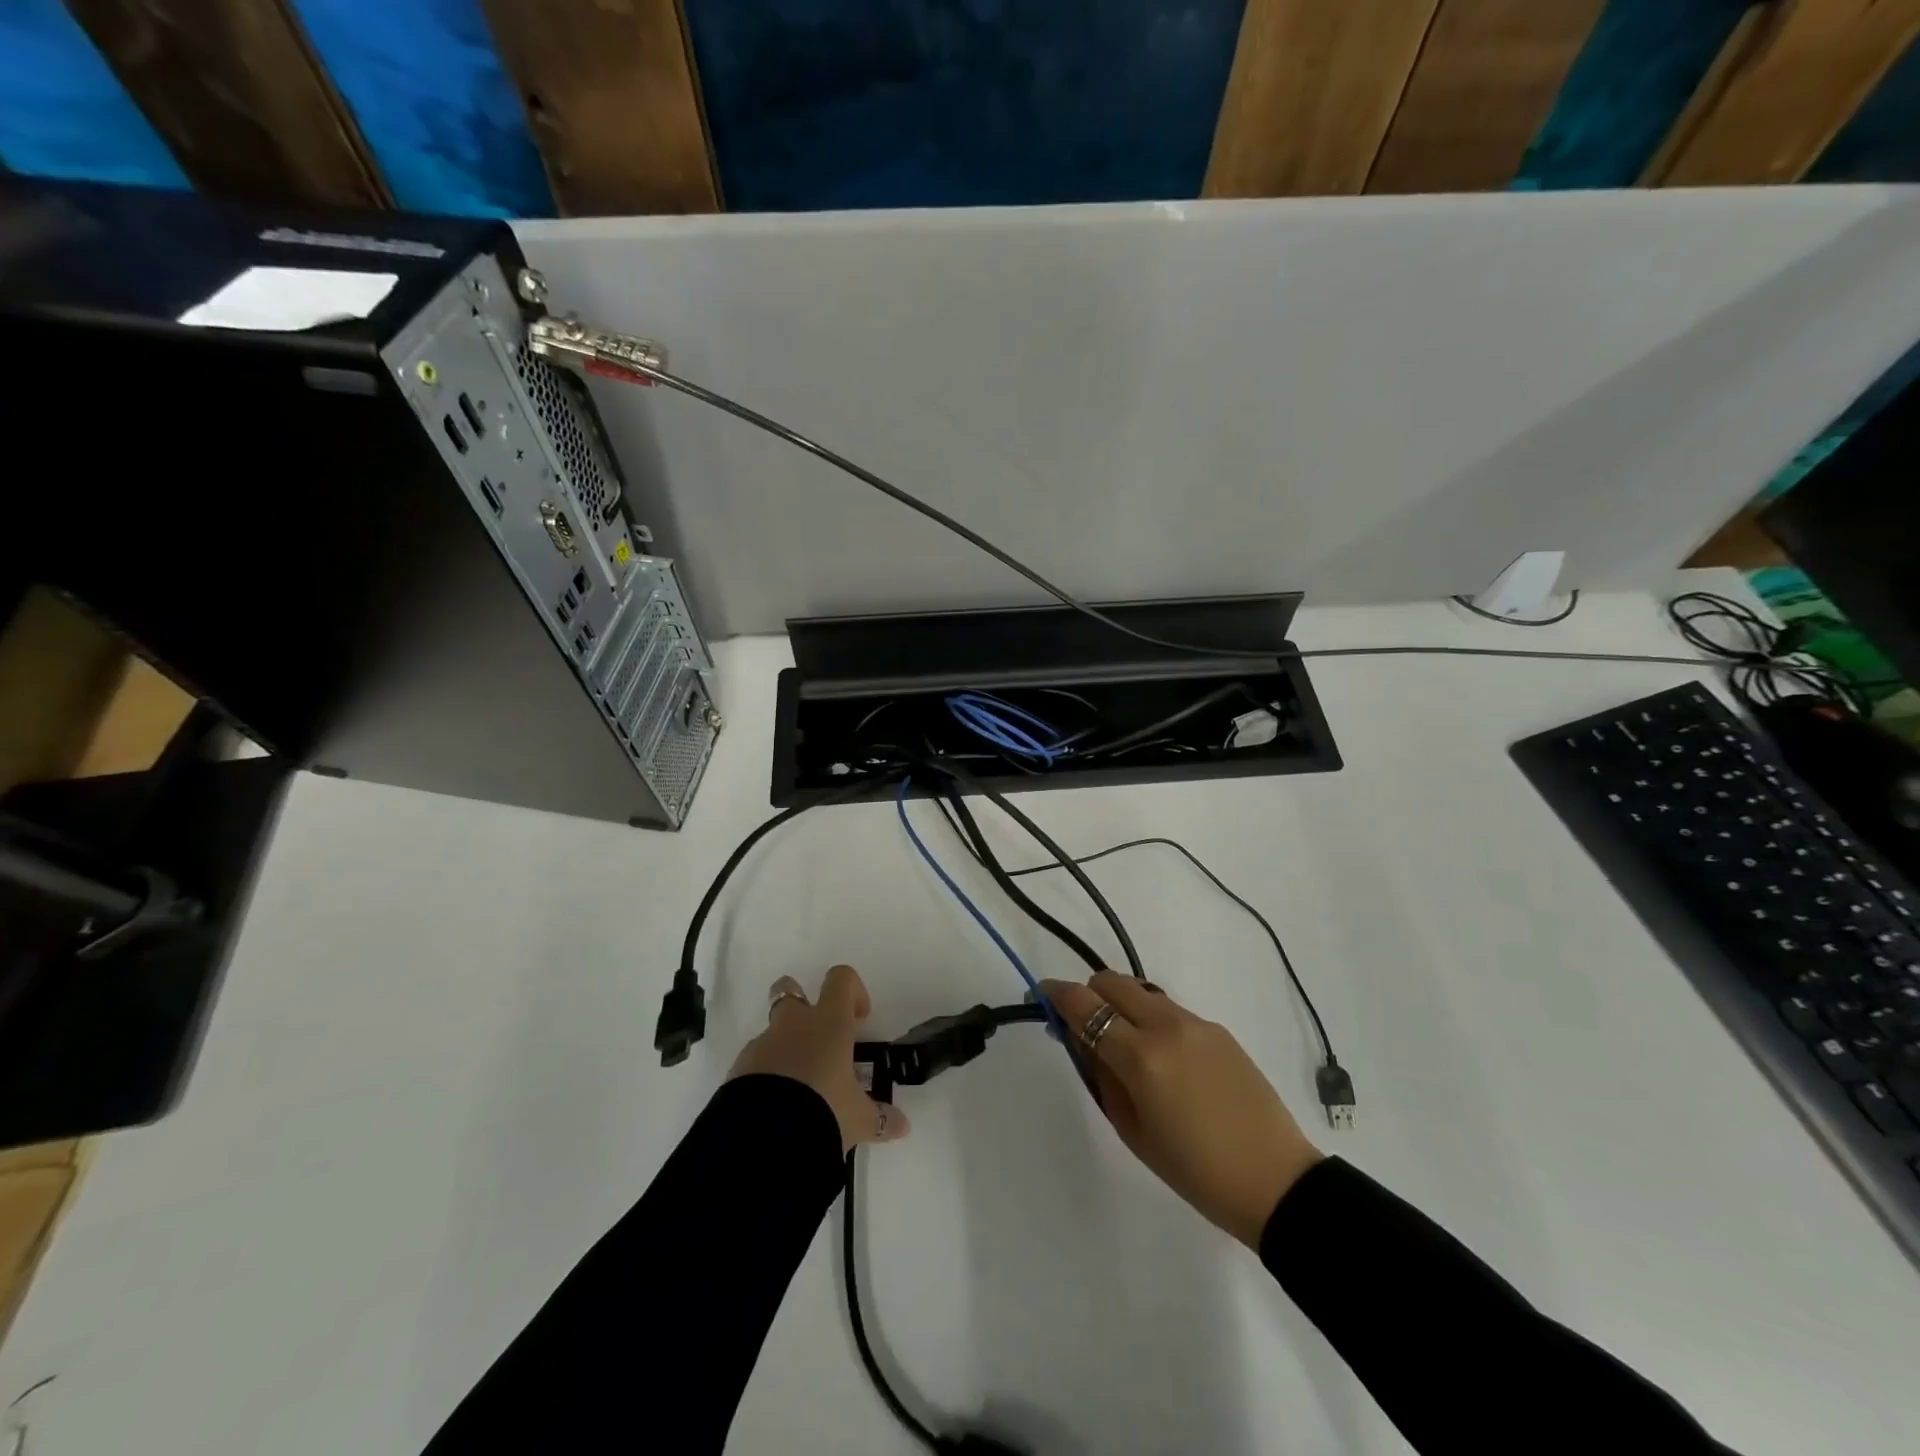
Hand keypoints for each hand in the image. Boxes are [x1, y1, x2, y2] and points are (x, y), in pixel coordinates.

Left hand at [727, 965, 909, 1154]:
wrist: (764, 1137)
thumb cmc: (823, 1110)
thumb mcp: (859, 1119)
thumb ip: (880, 1118)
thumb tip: (902, 1125)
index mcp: (828, 1023)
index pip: (841, 979)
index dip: (852, 990)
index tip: (859, 1019)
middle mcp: (794, 1024)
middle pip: (789, 989)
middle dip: (800, 1002)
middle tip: (818, 1037)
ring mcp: (762, 1044)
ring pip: (773, 1031)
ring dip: (785, 1048)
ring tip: (799, 1088)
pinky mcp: (738, 1069)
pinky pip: (756, 1062)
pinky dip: (766, 1075)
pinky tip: (777, 1106)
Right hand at [1042, 972, 1320, 1247]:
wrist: (1276, 1180)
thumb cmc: (1195, 1172)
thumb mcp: (1133, 1131)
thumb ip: (1102, 1076)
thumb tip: (1081, 1039)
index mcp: (1141, 1057)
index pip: (1085, 1006)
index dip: (1056, 994)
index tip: (1041, 995)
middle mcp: (1167, 1026)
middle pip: (1112, 982)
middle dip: (1090, 995)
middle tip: (1085, 1028)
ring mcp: (1196, 1023)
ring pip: (1142, 992)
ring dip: (1122, 1006)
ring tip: (1127, 1049)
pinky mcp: (1218, 1029)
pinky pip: (1170, 1011)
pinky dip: (1152, 1021)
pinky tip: (1165, 1062)